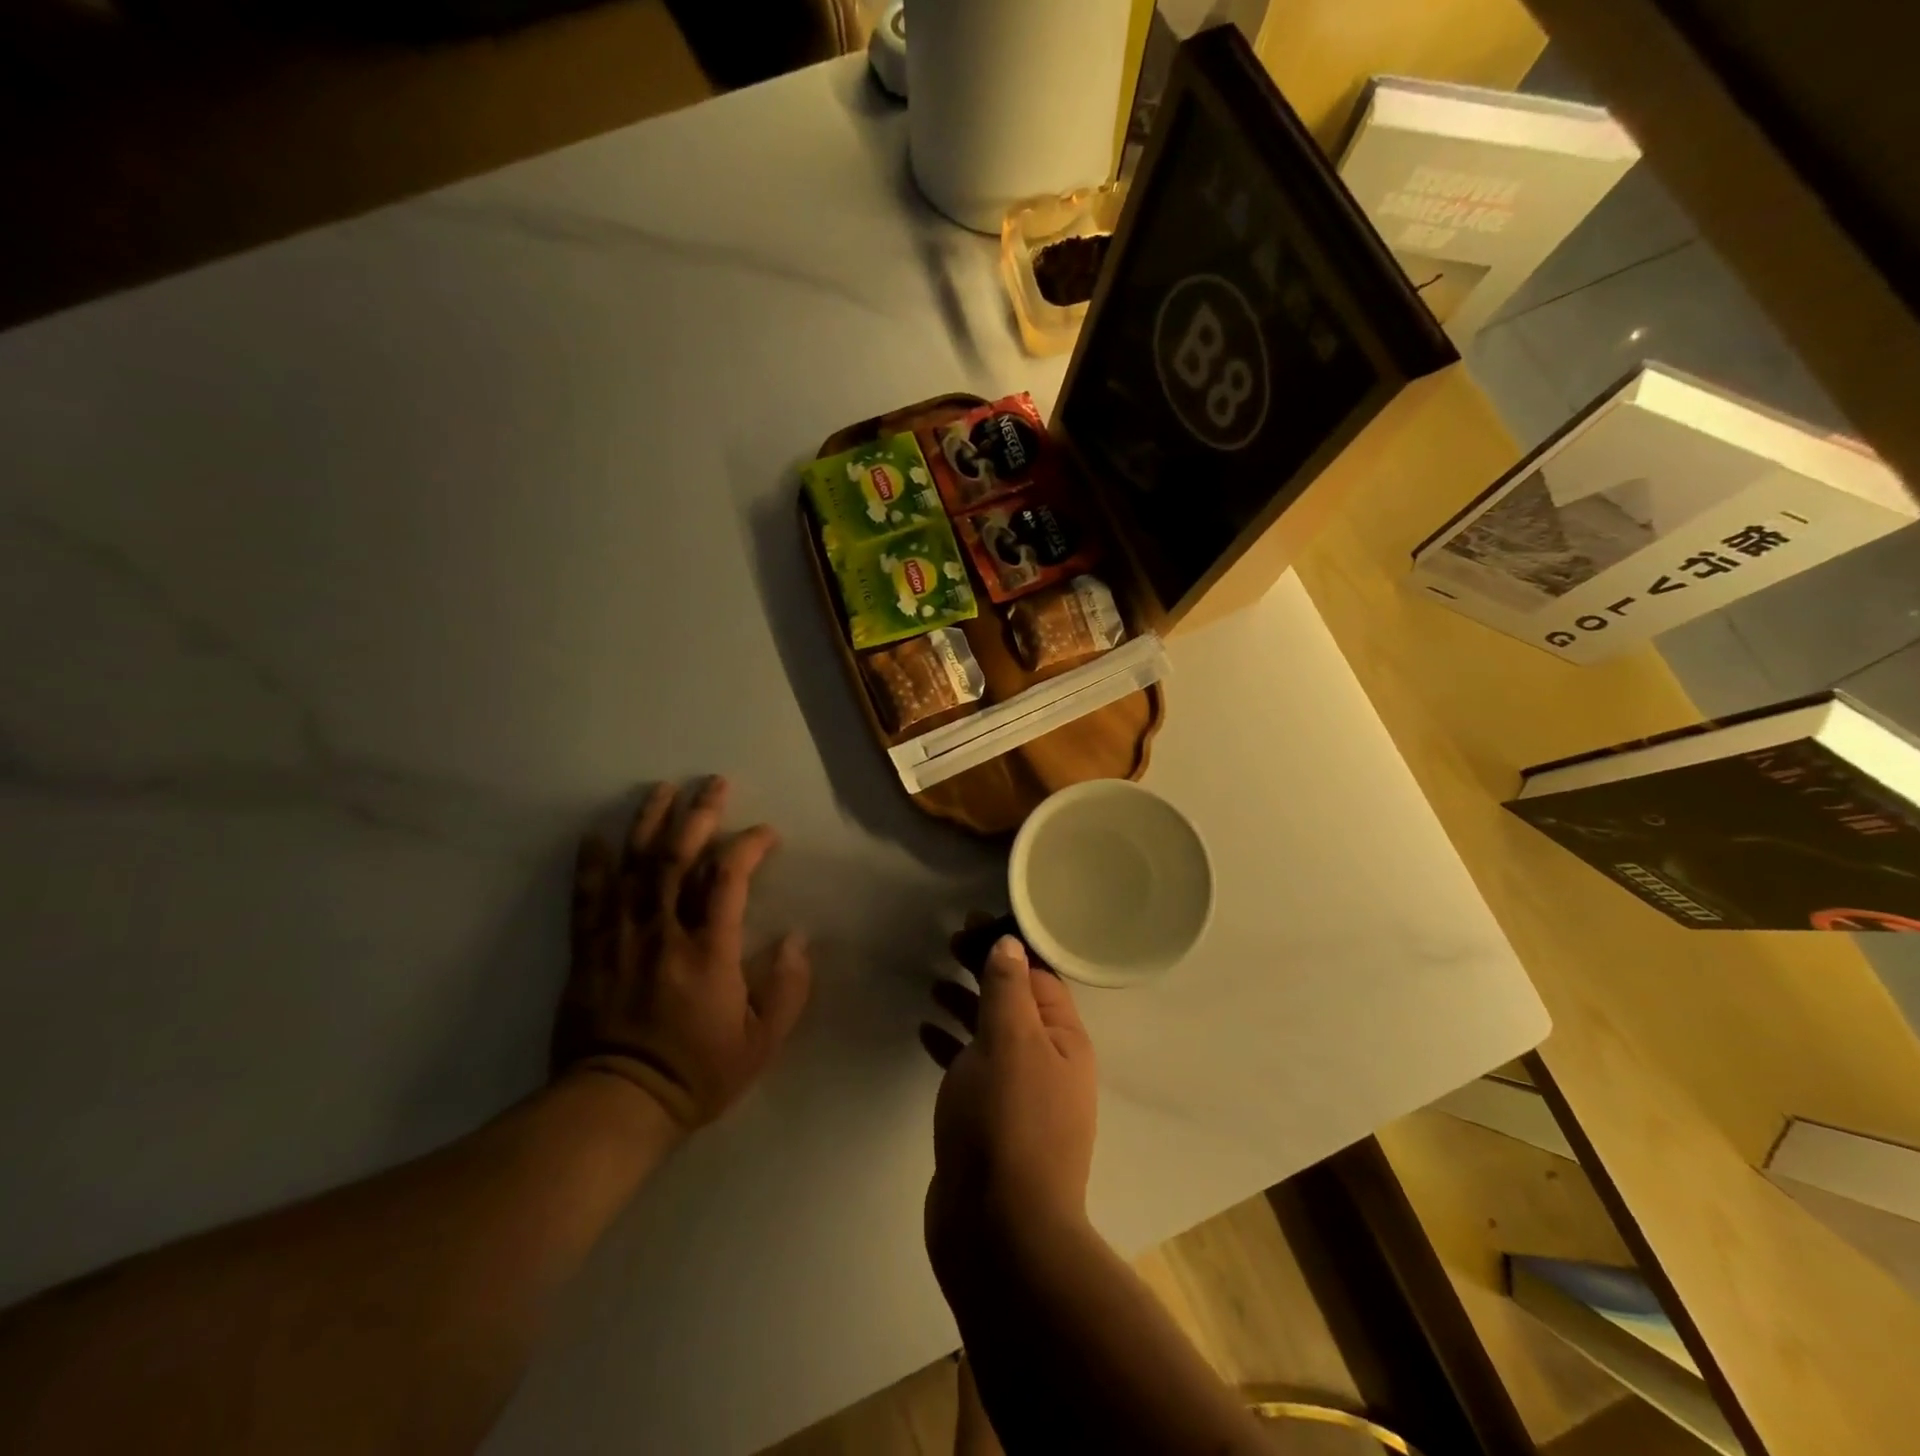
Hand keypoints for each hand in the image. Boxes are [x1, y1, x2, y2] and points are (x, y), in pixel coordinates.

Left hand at [552, 777, 811, 1135]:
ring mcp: (620, 938)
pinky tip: (595, 836)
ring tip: (662, 789)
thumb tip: (798, 939)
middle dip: (699, 814)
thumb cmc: (697, 1073)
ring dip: (649, 822)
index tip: (766, 833)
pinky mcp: (588, 952)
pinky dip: (591, 864)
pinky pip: (587, 899)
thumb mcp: (761, 1042)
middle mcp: (663, 932)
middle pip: (678, 857)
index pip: (729, 878)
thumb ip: (787, 989)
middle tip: (714, 783)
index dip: (749, 845)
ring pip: (634, 866)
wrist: (616, 1105)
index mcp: (709, 950)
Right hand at [920, 930, 1097, 1263]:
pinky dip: (952, 1043)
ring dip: (967, 1004)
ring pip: (992, 1033)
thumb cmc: (1008, 1122)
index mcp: (1066, 1041)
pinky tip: (925, 1029)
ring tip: (933, 980)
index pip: (1041, 976)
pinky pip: (971, 1066)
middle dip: (986, 970)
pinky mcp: (989, 1122)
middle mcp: (1049, 1064)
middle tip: (950, 943)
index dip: (1010, 944)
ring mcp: (1019, 1095)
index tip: (974, 921)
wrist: (998, 1233)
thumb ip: (1008, 988)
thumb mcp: (1010, 1042)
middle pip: (1016, 1001)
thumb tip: (1010, 942)